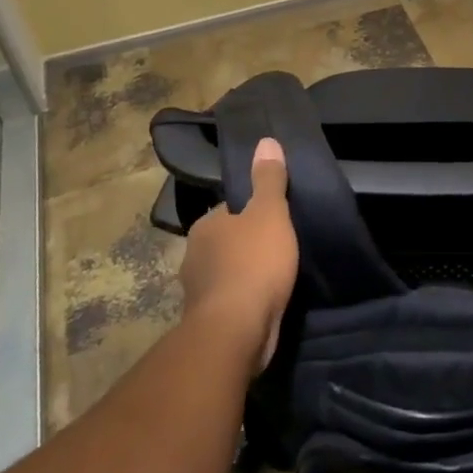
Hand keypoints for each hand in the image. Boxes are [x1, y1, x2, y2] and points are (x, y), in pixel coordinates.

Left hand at [180, 138, 298, 369]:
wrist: (236, 331)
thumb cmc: (254, 263)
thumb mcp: (270, 212)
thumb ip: (269, 179)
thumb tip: (266, 140)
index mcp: (205, 226)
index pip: (228, 210)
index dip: (250, 211)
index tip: (272, 217)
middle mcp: (194, 255)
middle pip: (225, 241)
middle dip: (246, 244)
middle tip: (278, 244)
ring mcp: (198, 291)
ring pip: (225, 272)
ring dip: (244, 274)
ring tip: (275, 274)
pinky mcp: (208, 321)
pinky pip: (230, 300)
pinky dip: (244, 299)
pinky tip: (264, 302)